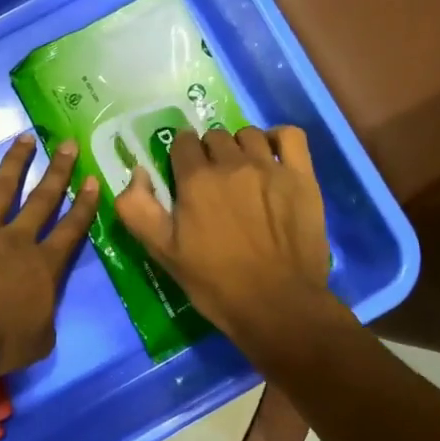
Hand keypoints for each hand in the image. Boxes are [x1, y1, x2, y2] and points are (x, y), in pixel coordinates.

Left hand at [0, 134, 100, 378]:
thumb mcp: (39, 341)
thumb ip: (45, 319)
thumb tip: (42, 312)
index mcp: (43, 266)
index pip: (71, 230)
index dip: (85, 205)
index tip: (94, 180)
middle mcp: (16, 240)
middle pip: (42, 200)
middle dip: (58, 171)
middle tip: (67, 144)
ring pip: (1, 189)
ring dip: (15, 162)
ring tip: (25, 137)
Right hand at [115, 125, 338, 356]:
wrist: (277, 305)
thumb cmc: (215, 283)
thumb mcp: (162, 252)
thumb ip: (137, 209)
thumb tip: (138, 173)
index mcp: (195, 180)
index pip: (182, 143)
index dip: (180, 157)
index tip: (184, 178)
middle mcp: (232, 164)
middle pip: (214, 137)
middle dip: (208, 153)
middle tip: (212, 182)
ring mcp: (270, 168)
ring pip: (248, 135)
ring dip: (239, 146)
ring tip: (242, 171)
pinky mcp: (302, 177)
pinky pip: (290, 136)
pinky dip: (277, 138)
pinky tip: (272, 156)